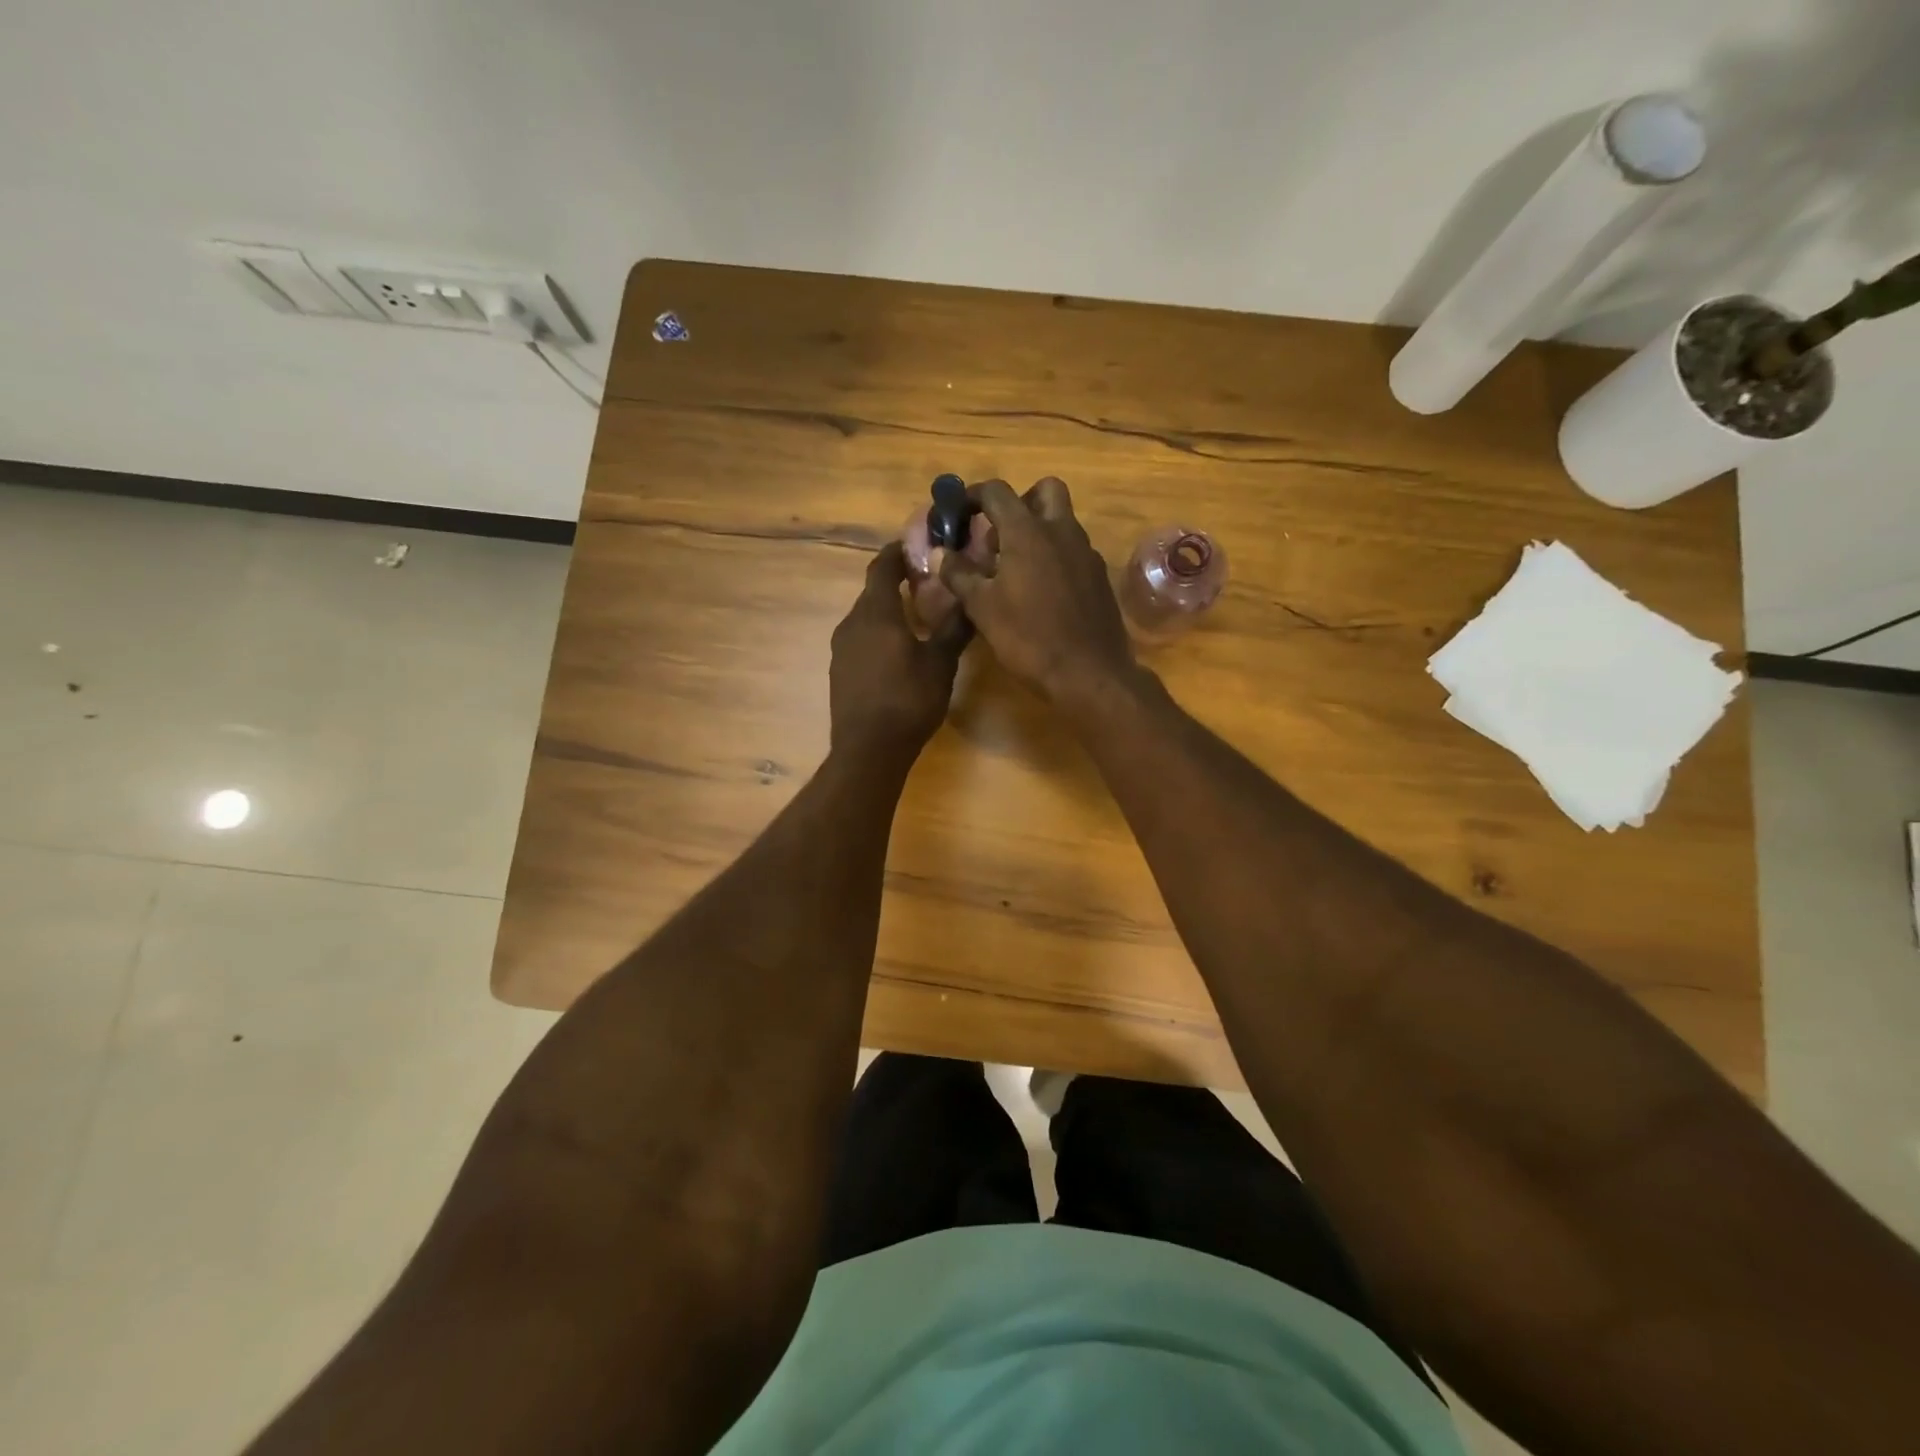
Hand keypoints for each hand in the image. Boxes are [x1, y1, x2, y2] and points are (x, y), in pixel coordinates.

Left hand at [830, 542, 970, 763]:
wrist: (869, 749)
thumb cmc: (908, 700)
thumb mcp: (940, 663)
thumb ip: (953, 628)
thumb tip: (969, 599)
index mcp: (876, 613)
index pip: (881, 567)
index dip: (897, 552)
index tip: (915, 545)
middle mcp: (852, 623)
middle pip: (872, 592)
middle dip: (896, 583)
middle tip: (926, 583)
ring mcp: (841, 648)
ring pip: (866, 618)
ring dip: (888, 612)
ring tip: (916, 618)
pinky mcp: (840, 671)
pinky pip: (861, 640)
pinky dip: (878, 635)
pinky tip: (898, 651)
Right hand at [938, 477, 1136, 714]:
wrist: (1089, 674)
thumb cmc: (1028, 638)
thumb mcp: (982, 608)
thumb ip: (959, 575)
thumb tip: (941, 553)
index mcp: (1027, 532)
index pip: (997, 492)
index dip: (973, 495)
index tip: (958, 511)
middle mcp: (1062, 531)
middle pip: (1044, 490)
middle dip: (1020, 501)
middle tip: (999, 532)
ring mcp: (1086, 553)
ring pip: (1063, 521)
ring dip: (1038, 530)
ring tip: (1014, 567)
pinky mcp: (1099, 577)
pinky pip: (1075, 551)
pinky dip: (1056, 556)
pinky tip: (1042, 591)